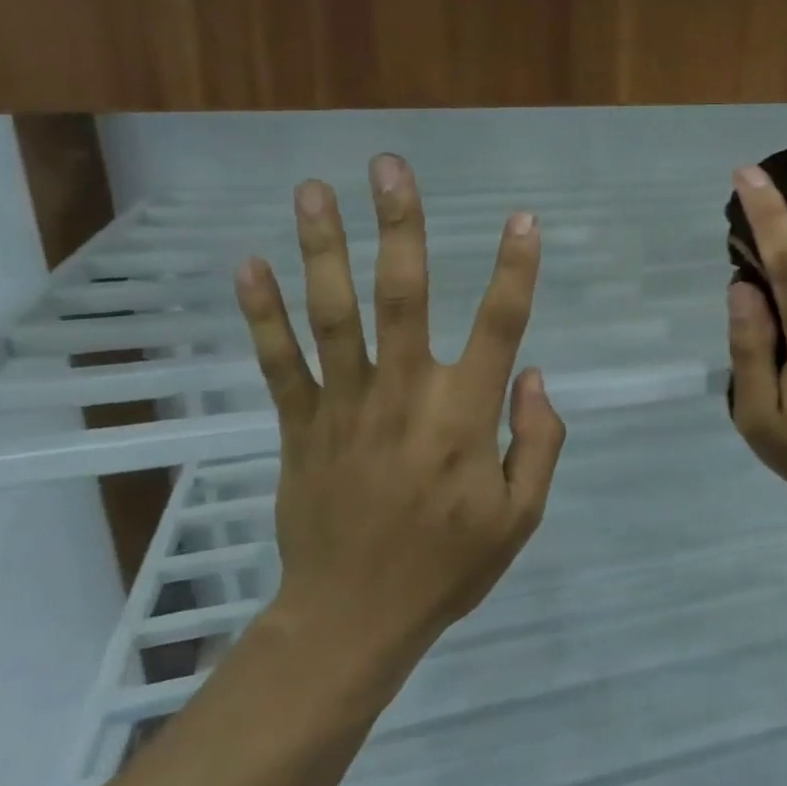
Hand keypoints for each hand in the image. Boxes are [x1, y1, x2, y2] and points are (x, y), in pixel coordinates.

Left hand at [233, 154, 566, 680]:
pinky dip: (261, 313)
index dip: (515, 270)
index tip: (523, 219)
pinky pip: (278, 362)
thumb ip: (539, 443)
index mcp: (463, 417)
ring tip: (313, 189)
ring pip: (333, 314)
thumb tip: (537, 375)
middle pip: (401, 296)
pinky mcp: (299, 426)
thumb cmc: (446, 567)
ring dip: (323, 248)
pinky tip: (247, 264)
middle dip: (399, 226)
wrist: (351, 619)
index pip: (500, 326)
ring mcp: (344, 406)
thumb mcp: (520, 518)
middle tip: (389, 166)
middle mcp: (404, 395)